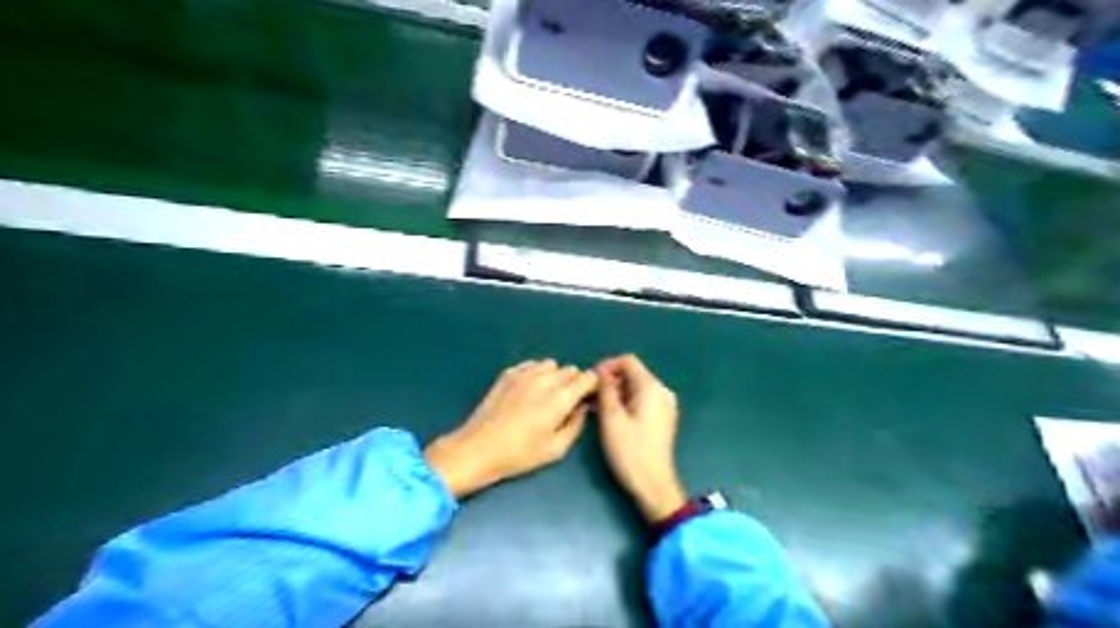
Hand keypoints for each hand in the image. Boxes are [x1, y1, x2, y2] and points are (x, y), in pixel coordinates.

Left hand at [423, 360, 594, 497]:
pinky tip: (528, 391)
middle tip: (566, 402)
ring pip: (551, 365)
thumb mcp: (556, 449)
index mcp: (561, 398)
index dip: (591, 388)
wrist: (479, 448)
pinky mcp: (508, 373)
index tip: (586, 400)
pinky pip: (532, 365)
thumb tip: (583, 408)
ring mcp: (525, 373)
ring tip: (545, 395)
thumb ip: (576, 425)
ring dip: (555, 376)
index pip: (588, 378)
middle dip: (574, 383)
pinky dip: (536, 373)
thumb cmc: (520, 454)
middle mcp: (545, 379)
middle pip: (571, 370)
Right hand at [589, 353, 687, 523]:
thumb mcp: (611, 418)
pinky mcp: (663, 417)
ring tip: (596, 407)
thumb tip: (601, 372)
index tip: (590, 381)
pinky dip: (626, 402)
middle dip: (610, 381)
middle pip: (633, 373)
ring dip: (616, 392)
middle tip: (590, 397)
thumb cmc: (630, 451)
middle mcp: (662, 391)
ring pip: (636, 387)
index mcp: (652, 387)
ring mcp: (665, 405)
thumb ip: (606, 390)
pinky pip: (642, 399)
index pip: (628, 361)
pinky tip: (611, 416)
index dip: (607, 366)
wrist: (653, 484)